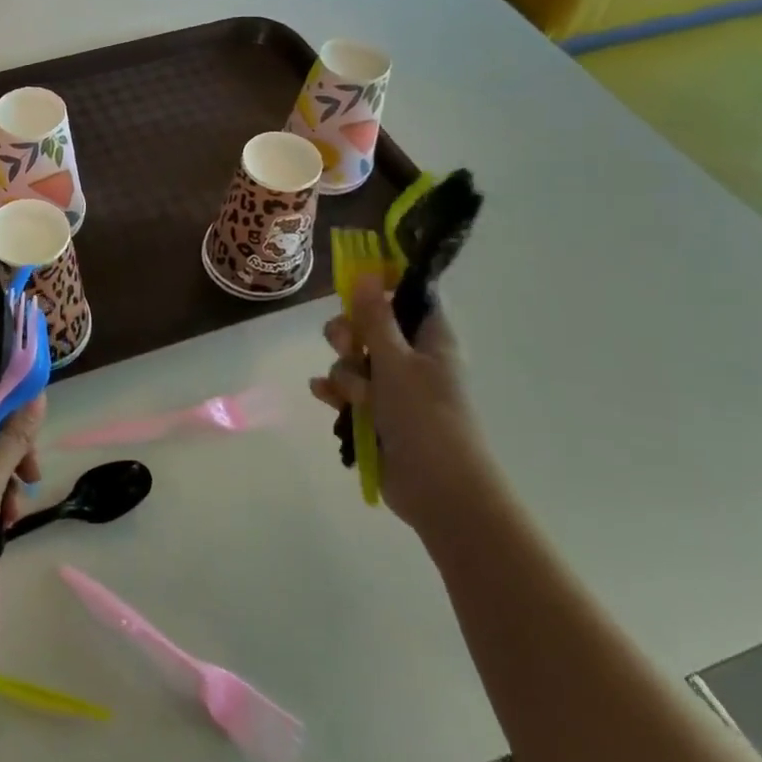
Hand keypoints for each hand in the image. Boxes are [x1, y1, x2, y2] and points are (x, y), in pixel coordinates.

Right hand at [308, 277, 495, 537]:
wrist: (438, 489)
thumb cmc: (425, 416)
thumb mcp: (396, 361)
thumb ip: (375, 318)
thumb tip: (366, 272)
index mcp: (430, 339)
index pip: (408, 297)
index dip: (382, 288)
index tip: (353, 289)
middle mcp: (412, 359)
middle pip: (370, 327)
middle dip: (349, 334)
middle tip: (346, 345)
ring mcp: (393, 389)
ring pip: (354, 361)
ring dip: (344, 372)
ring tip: (352, 395)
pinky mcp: (376, 415)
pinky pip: (346, 391)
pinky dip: (334, 392)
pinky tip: (323, 395)